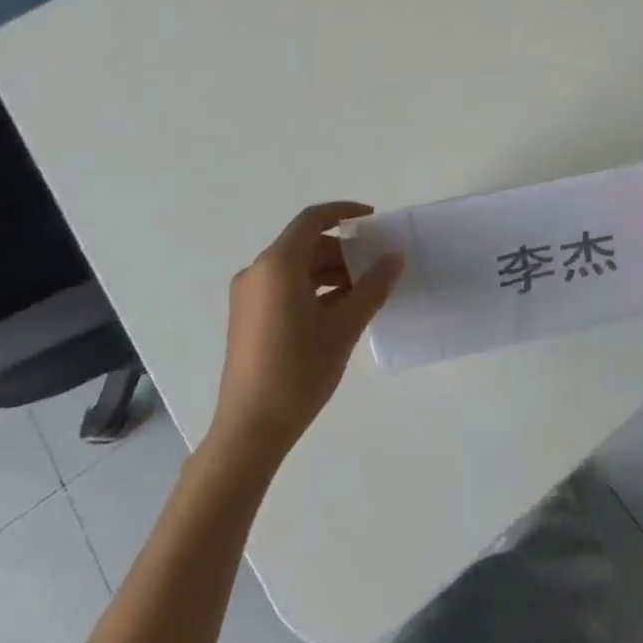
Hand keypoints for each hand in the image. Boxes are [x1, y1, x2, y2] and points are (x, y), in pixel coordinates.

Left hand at [209, 202, 403, 461]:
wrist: (250, 429)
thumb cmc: (299, 370)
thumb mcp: (344, 326)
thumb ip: (373, 286)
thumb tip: (394, 257)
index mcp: (277, 265)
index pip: (312, 220)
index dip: (343, 212)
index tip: (373, 219)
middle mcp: (257, 272)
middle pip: (305, 245)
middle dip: (342, 251)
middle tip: (376, 267)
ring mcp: (249, 297)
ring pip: (296, 268)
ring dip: (330, 273)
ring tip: (364, 293)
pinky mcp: (248, 318)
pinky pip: (285, 288)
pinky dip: (314, 290)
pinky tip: (340, 312)